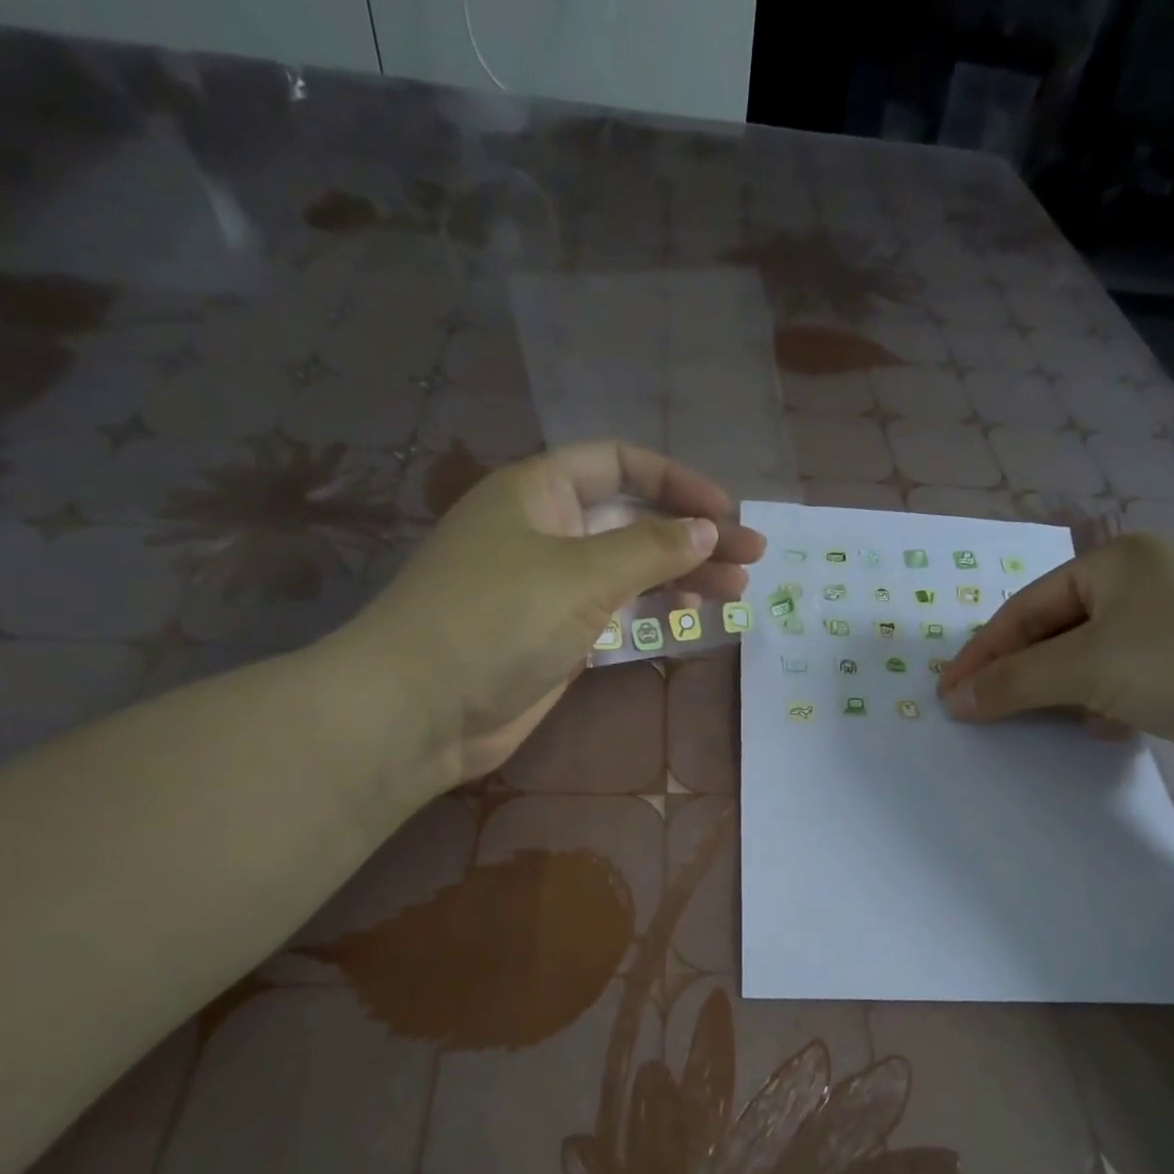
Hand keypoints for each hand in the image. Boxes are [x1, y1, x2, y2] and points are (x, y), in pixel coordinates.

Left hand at [333, 441, 764, 794]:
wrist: (421, 709)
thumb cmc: (497, 620)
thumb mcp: (582, 575)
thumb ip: (651, 549)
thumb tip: (707, 530)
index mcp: (540, 492)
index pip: (619, 464)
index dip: (677, 480)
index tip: (725, 511)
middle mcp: (547, 530)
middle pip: (634, 519)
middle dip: (694, 535)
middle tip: (752, 557)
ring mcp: (552, 586)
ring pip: (631, 569)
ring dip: (683, 576)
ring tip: (739, 591)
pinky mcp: (557, 635)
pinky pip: (617, 612)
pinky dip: (655, 613)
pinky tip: (693, 620)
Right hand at [934, 535, 1173, 788]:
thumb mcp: (1083, 665)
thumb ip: (1011, 680)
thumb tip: (954, 699)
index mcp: (1122, 559)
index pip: (1030, 604)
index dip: (985, 648)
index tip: (950, 689)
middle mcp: (1153, 584)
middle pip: (1061, 629)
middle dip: (1020, 669)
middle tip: (983, 705)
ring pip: (1096, 658)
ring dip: (1059, 689)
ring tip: (1032, 718)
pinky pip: (1131, 682)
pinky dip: (1103, 703)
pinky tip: (1097, 727)